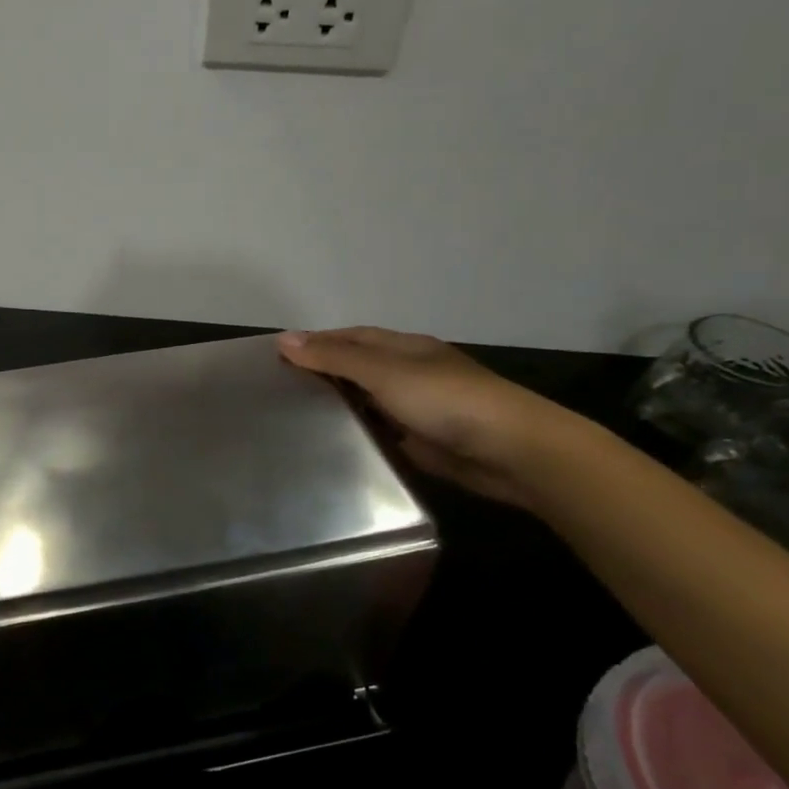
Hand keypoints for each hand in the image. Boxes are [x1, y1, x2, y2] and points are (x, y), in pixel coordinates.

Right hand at [279, 327, 571, 507]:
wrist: (512, 452)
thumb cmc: (446, 401)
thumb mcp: (384, 372)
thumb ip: (335, 357)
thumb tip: (284, 338)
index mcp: (404, 348)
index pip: (350, 337)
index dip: (316, 342)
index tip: (276, 355)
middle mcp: (408, 373)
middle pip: (357, 368)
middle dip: (322, 373)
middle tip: (276, 389)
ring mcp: (417, 409)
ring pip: (367, 401)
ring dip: (338, 406)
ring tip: (293, 417)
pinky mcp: (421, 441)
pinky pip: (380, 432)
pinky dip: (356, 434)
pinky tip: (329, 445)